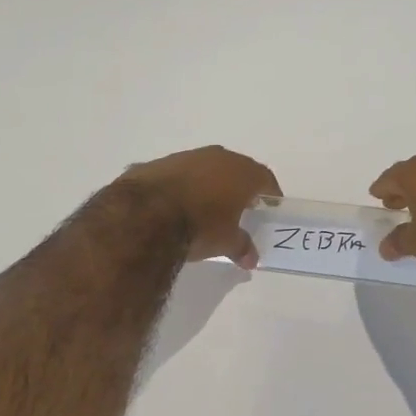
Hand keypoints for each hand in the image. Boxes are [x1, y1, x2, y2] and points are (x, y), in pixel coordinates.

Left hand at [120, 145, 281, 269]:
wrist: (145, 214)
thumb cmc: (199, 226)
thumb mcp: (226, 242)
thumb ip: (242, 247)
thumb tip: (251, 258)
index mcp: (240, 172)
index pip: (264, 178)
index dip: (270, 192)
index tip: (270, 206)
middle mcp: (217, 157)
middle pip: (236, 169)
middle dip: (240, 186)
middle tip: (240, 206)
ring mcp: (186, 157)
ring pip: (206, 167)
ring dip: (209, 183)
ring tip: (207, 205)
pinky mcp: (159, 163)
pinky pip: (179, 174)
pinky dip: (183, 185)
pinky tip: (176, 204)